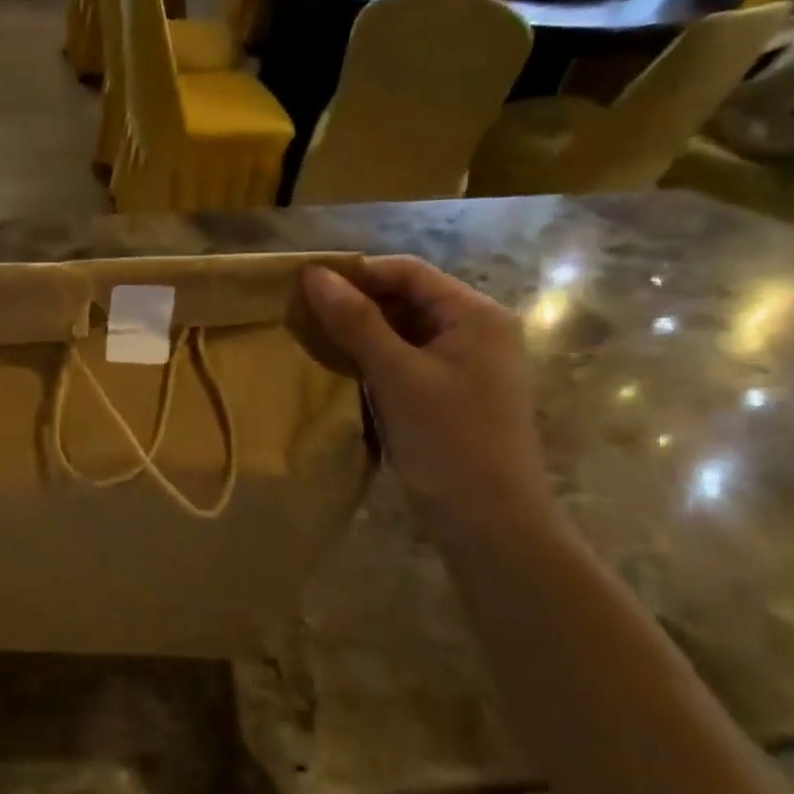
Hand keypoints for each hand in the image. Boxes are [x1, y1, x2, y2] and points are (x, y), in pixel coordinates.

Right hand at [304, 257, 551, 540]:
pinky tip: (342, 371)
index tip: (305, 285)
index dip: (357, 272)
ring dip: (362, 333)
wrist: (489, 521)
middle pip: (408, 299)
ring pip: (405, 332)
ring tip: (314, 340)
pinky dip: (375, 360)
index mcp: (476, 315)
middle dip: (357, 303)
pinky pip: (407, 361)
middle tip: (304, 315)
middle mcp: (477, 331)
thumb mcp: (397, 375)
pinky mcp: (452, 394)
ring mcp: (466, 365)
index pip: (409, 272)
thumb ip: (356, 322)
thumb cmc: (448, 440)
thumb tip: (314, 275)